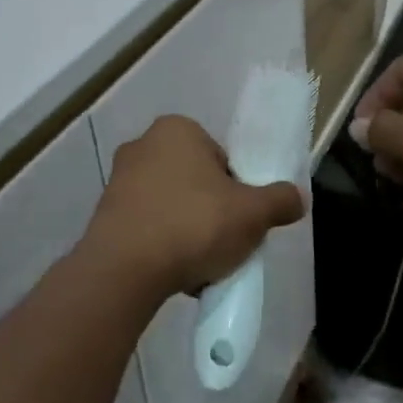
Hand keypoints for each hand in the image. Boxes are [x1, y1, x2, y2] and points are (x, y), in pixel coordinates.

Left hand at [75, 115, 306, 300]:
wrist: (125, 269)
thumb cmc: (193, 224)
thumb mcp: (252, 214)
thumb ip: (279, 201)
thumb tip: (298, 198)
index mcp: (177, 129)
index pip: (221, 158)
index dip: (237, 189)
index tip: (241, 218)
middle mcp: (142, 144)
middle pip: (196, 181)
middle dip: (211, 210)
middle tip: (225, 241)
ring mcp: (119, 179)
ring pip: (171, 206)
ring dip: (187, 230)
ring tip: (201, 265)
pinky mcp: (104, 213)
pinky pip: (147, 226)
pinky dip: (162, 245)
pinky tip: (174, 272)